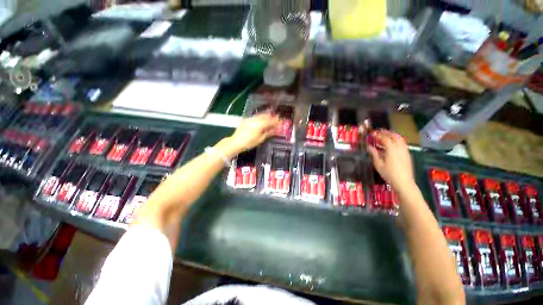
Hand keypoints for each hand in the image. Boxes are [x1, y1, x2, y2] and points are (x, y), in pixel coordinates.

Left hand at [225, 114, 278, 155]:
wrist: (235, 142)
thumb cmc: (249, 143)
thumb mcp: (260, 139)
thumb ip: (269, 132)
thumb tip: (276, 129)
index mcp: (260, 125)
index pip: (271, 121)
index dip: (277, 121)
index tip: (281, 122)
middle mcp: (255, 119)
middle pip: (266, 116)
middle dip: (273, 117)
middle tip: (278, 119)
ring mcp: (250, 119)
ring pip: (261, 115)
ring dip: (267, 116)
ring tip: (272, 118)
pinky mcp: (247, 120)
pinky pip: (256, 116)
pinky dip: (261, 117)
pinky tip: (263, 119)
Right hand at [367, 130, 414, 192]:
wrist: (404, 182)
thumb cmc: (389, 173)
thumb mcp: (378, 164)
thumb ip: (374, 154)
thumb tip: (369, 146)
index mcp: (391, 149)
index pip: (384, 138)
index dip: (378, 135)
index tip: (372, 133)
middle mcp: (399, 148)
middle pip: (394, 136)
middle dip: (386, 132)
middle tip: (379, 131)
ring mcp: (405, 150)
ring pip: (400, 139)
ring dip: (392, 135)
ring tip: (386, 135)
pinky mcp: (408, 154)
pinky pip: (402, 143)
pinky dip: (397, 140)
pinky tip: (393, 144)